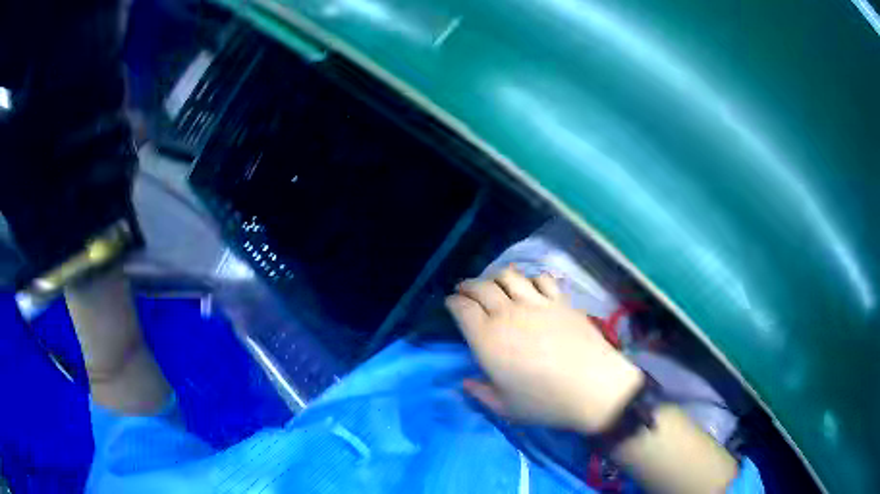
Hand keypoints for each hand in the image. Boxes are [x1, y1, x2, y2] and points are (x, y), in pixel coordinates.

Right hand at [446, 267, 643, 432]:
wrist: (593, 388)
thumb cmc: (544, 402)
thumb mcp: (505, 407)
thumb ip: (481, 393)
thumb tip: (466, 382)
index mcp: (487, 339)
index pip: (462, 308)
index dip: (453, 302)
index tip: (451, 303)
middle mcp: (507, 314)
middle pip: (481, 287)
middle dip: (468, 285)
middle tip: (465, 290)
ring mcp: (536, 303)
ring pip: (509, 276)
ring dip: (496, 277)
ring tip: (494, 283)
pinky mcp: (560, 301)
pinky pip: (541, 279)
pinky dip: (531, 278)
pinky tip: (530, 286)